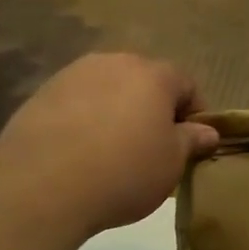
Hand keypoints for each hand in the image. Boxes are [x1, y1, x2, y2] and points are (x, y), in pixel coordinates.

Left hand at [0, 54, 217, 233]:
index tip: (192, 142)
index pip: (187, 84)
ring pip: (108, 89)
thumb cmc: (125, 172)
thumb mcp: (172, 163)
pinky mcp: (41, 94)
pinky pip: (77, 103)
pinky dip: (87, 120)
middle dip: (154, 108)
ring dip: (118, 111)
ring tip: (115, 150)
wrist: (43, 186)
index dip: (195, 113)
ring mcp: (73, 75)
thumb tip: (207, 131)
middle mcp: (113, 63)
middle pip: (145, 81)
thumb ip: (192, 141)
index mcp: (153, 75)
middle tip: (155, 146)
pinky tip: (83, 152)